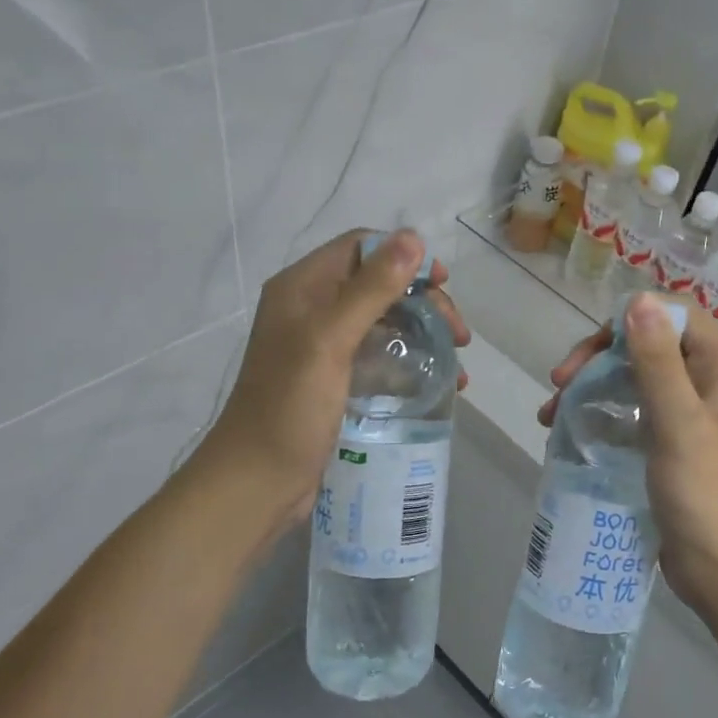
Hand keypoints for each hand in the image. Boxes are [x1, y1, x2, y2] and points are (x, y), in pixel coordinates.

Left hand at [196, 229, 469, 533]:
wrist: (259, 480)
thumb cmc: (289, 407)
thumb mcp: (330, 340)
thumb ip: (370, 289)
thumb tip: (413, 237)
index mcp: (302, 289)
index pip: (360, 249)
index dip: (404, 258)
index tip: (443, 285)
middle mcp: (311, 311)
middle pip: (378, 286)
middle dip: (424, 304)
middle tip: (459, 336)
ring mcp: (323, 349)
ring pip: (385, 325)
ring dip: (424, 336)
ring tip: (457, 367)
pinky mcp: (335, 383)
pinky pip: (380, 359)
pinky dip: (411, 365)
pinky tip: (438, 385)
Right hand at [542, 294, 717, 618]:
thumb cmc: (706, 495)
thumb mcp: (679, 423)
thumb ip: (658, 362)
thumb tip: (640, 299)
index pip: (675, 317)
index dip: (629, 322)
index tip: (589, 353)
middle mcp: (711, 386)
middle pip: (651, 346)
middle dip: (600, 359)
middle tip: (559, 383)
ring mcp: (692, 418)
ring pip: (636, 380)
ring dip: (594, 388)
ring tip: (551, 415)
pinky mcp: (673, 446)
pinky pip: (634, 414)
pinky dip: (602, 416)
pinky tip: (571, 432)